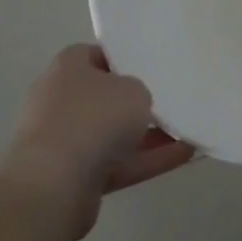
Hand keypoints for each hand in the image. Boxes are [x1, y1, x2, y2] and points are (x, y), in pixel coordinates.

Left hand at [0, 45, 193, 239]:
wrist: (55, 185)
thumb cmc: (94, 118)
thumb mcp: (134, 89)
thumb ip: (139, 91)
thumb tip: (133, 103)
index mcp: (67, 69)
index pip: (95, 55)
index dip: (122, 59)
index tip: (149, 66)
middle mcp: (59, 102)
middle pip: (103, 97)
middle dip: (134, 102)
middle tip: (168, 98)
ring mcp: (64, 142)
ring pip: (112, 134)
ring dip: (147, 135)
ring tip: (186, 131)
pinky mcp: (72, 177)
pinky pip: (117, 163)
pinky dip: (146, 160)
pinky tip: (183, 155)